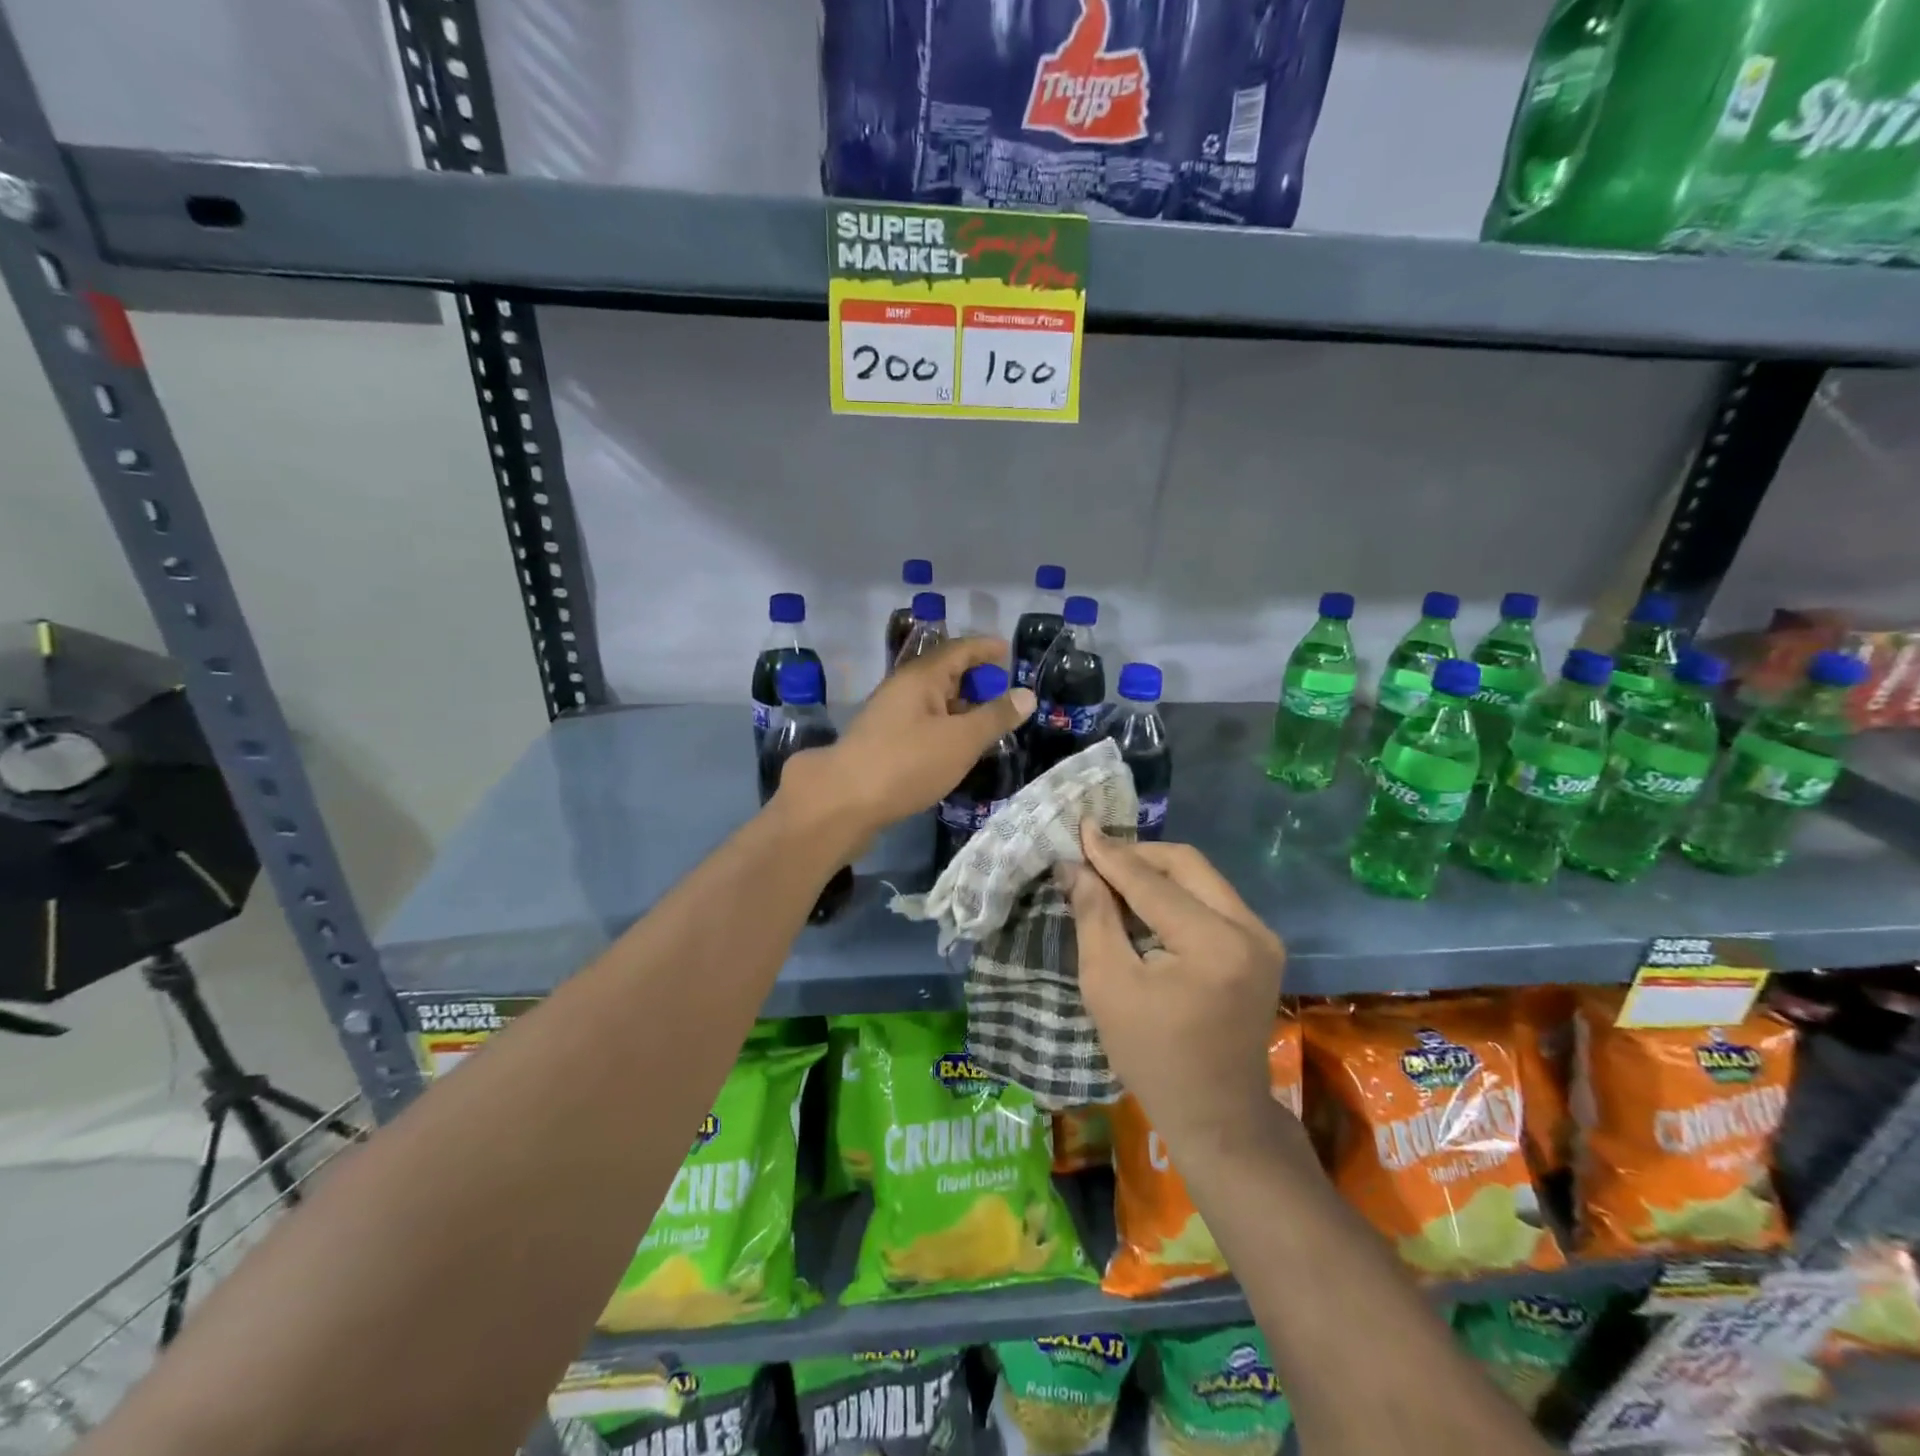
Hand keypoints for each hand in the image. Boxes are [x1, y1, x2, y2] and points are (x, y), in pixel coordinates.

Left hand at [778, 636, 1033, 840]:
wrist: (843, 802)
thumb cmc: (907, 764)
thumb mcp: (961, 740)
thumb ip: (995, 717)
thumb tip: (1026, 694)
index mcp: (921, 677)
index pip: (959, 649)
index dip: (986, 648)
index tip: (1008, 652)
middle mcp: (902, 688)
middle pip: (944, 673)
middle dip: (975, 680)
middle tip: (1004, 695)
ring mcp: (889, 715)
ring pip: (933, 701)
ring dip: (960, 707)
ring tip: (988, 724)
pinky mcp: (882, 741)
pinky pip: (922, 723)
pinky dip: (945, 727)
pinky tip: (956, 748)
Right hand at [1059, 826, 1285, 1151]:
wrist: (1217, 1115)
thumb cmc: (1152, 1057)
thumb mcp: (1108, 985)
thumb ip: (1094, 916)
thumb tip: (1075, 867)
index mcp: (1214, 943)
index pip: (1151, 881)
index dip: (1111, 854)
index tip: (1080, 827)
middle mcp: (1250, 928)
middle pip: (1186, 864)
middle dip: (1137, 856)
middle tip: (1095, 859)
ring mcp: (1263, 936)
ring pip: (1201, 877)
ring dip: (1156, 872)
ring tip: (1113, 880)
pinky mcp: (1262, 946)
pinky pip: (1212, 898)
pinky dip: (1176, 893)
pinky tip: (1145, 904)